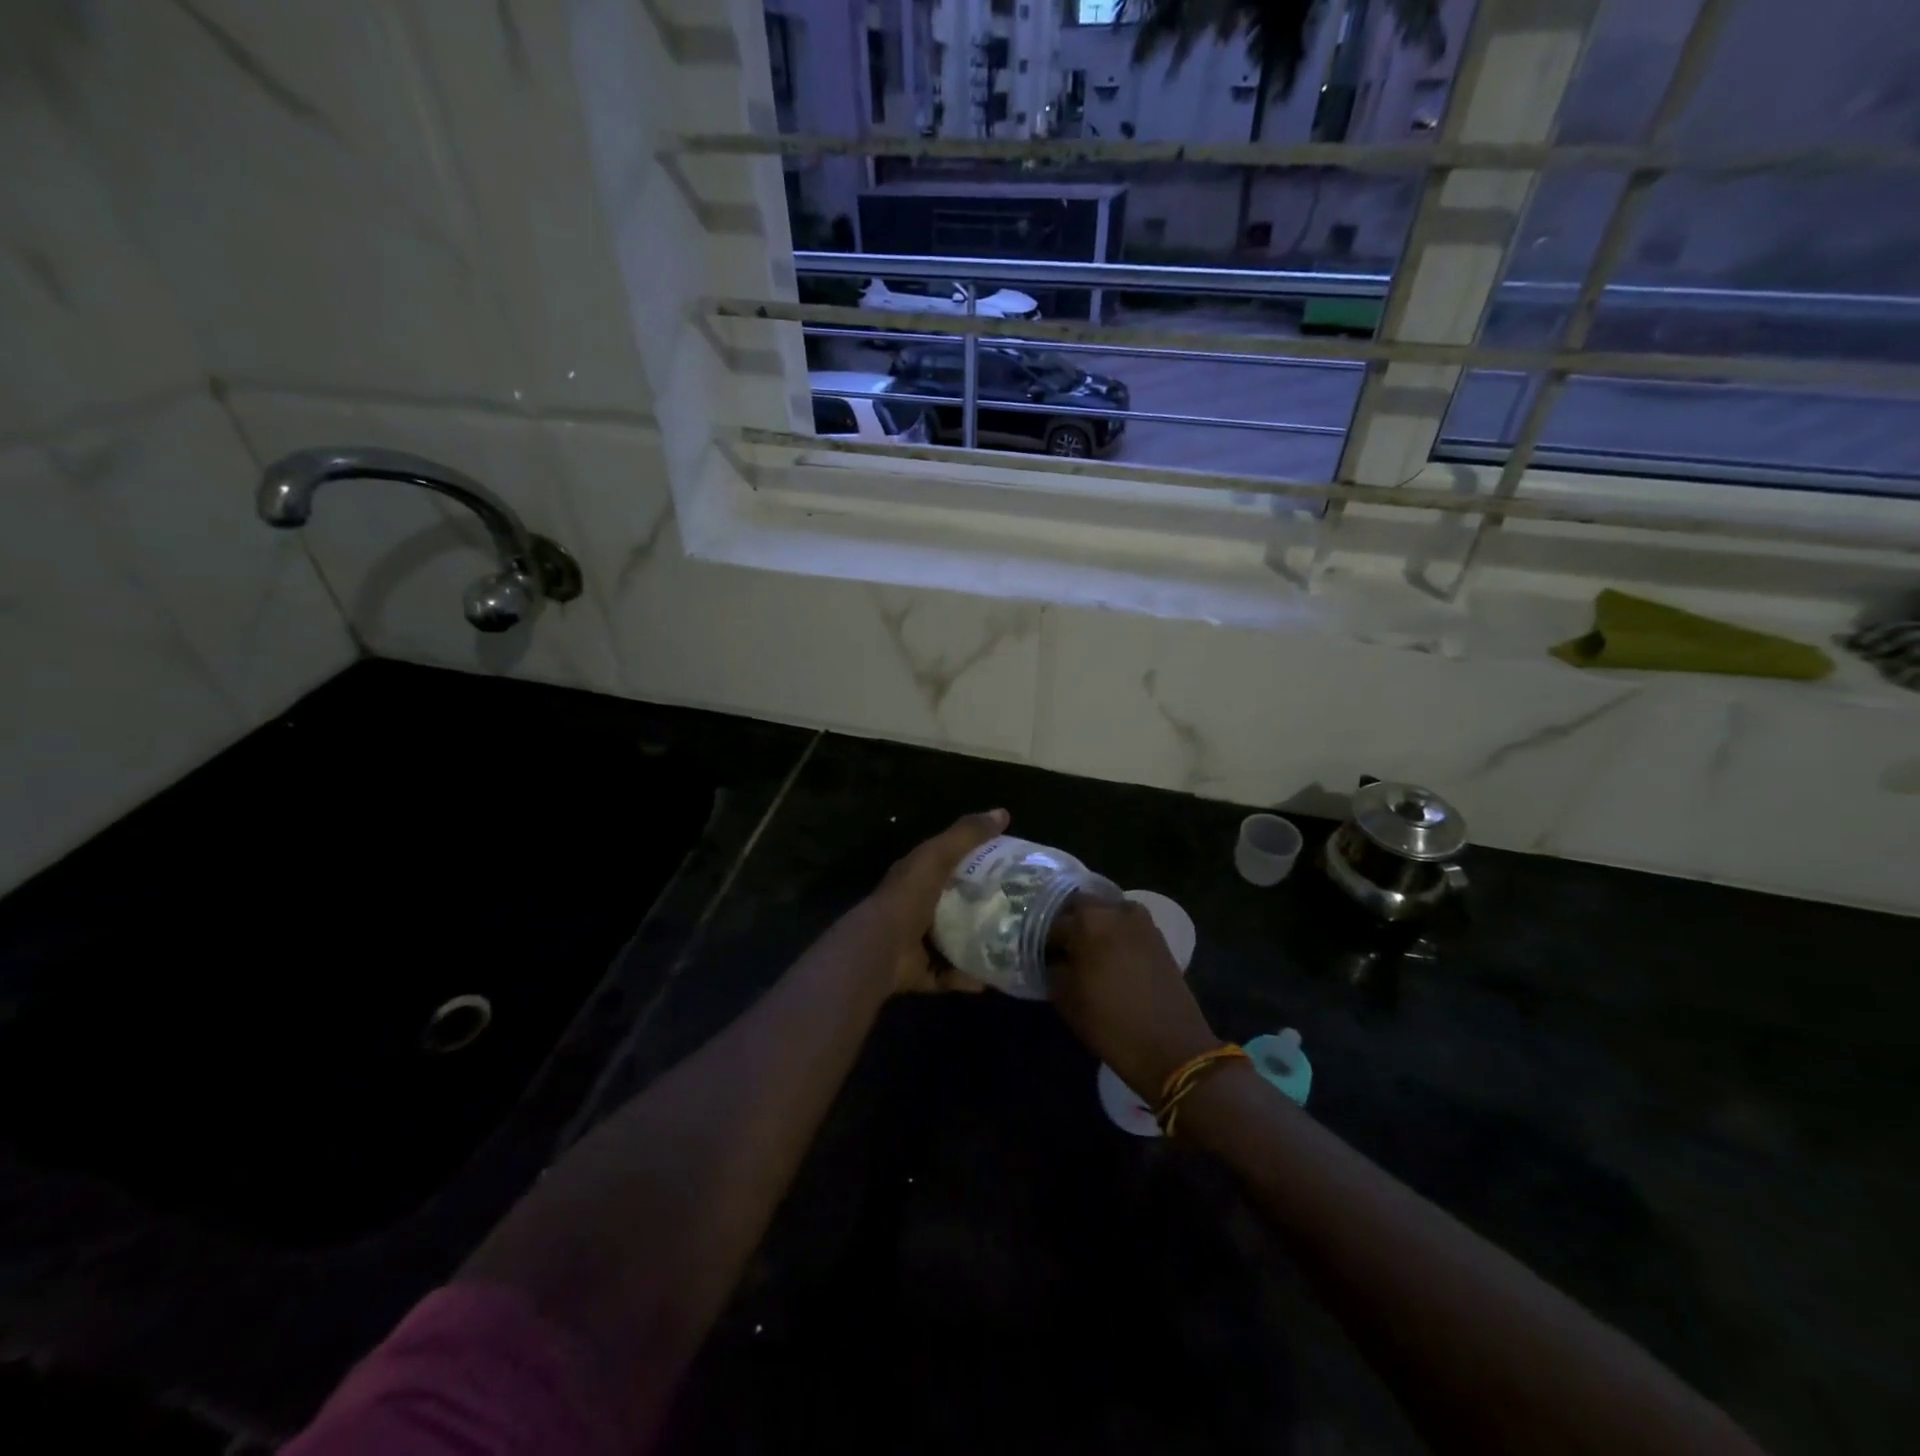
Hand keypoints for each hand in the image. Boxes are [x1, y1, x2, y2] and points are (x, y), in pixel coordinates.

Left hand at [866, 809, 1009, 994]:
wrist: (881, 949)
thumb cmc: (909, 897)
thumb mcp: (938, 856)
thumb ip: (966, 835)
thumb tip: (1002, 812)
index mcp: (917, 876)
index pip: (949, 863)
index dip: (976, 861)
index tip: (1010, 865)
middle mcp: (916, 906)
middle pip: (953, 903)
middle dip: (981, 905)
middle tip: (1016, 907)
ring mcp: (916, 941)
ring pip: (952, 940)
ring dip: (976, 943)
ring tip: (1009, 944)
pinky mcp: (919, 971)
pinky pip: (948, 974)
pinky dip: (966, 977)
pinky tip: (991, 978)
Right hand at [1049, 897, 1220, 1100]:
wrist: (1171, 1046)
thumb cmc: (1110, 1023)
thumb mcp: (1066, 999)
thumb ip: (1052, 968)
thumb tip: (1051, 957)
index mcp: (1086, 921)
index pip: (1051, 920)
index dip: (1041, 938)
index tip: (1037, 954)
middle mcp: (1113, 909)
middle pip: (1079, 905)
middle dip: (1067, 921)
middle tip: (1059, 947)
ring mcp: (1139, 919)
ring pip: (1105, 910)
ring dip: (1092, 923)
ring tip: (1084, 950)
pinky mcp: (1156, 934)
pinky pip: (1125, 922)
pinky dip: (1113, 931)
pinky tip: (1108, 955)